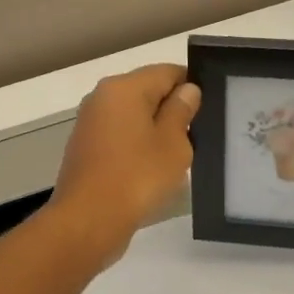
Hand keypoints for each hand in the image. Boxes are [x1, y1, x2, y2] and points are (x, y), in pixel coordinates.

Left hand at [44, 63, 201, 268]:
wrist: (88, 221)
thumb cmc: (137, 177)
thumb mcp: (173, 144)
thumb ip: (181, 111)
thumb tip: (187, 90)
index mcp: (124, 87)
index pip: (167, 72)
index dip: (192, 87)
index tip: (209, 110)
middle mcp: (101, 97)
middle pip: (147, 92)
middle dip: (172, 110)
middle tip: (198, 136)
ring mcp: (90, 124)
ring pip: (133, 116)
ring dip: (154, 131)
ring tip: (178, 156)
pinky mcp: (85, 149)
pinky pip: (120, 137)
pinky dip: (137, 147)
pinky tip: (152, 170)